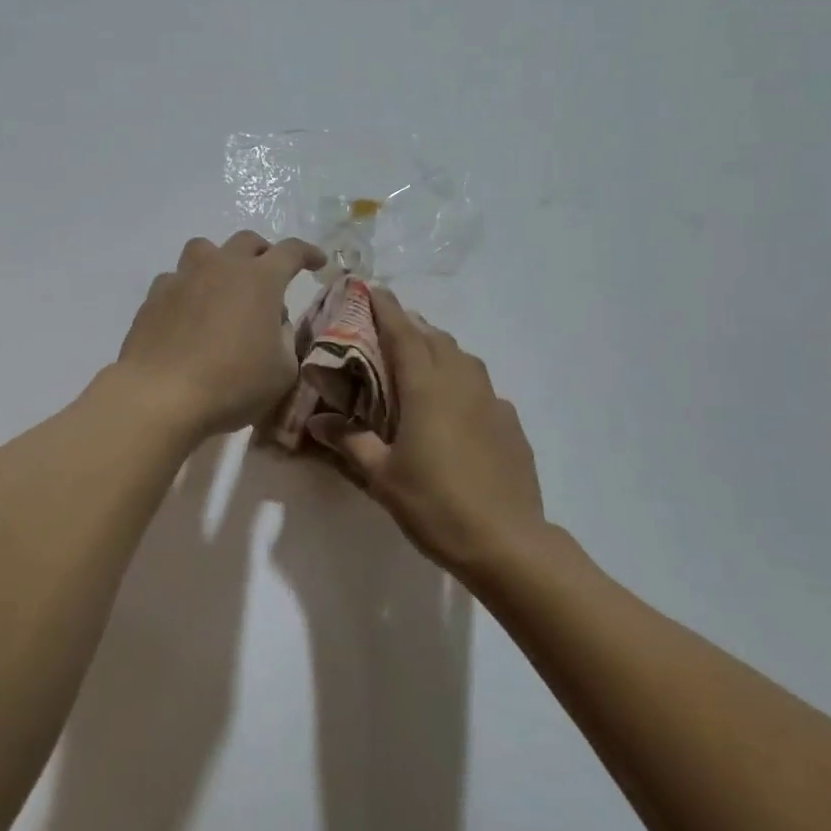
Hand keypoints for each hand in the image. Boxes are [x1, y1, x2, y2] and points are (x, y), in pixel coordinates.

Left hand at [117, 231, 325, 437]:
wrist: (160, 397)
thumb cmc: (232, 384)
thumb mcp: (282, 371)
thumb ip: (286, 339)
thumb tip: (275, 324)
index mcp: (260, 280)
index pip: (291, 252)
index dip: (308, 253)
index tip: (317, 262)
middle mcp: (221, 267)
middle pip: (247, 241)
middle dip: (264, 253)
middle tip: (269, 275)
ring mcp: (183, 278)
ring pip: (204, 250)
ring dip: (220, 262)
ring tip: (223, 288)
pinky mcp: (154, 297)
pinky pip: (176, 279)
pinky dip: (188, 289)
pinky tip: (188, 314)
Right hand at [309, 287, 546, 580]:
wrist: (507, 542)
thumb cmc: (436, 505)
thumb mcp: (382, 478)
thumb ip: (350, 442)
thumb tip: (319, 422)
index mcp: (427, 387)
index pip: (404, 333)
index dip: (387, 308)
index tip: (372, 288)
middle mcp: (461, 382)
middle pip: (435, 338)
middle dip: (411, 326)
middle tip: (388, 329)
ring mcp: (491, 400)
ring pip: (462, 358)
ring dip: (439, 349)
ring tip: (420, 361)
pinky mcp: (510, 422)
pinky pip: (481, 386)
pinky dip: (462, 381)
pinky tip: (455, 407)